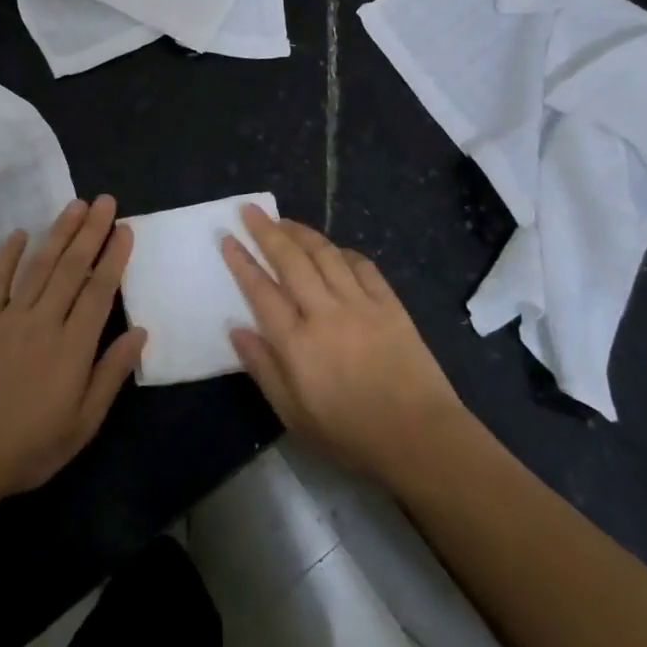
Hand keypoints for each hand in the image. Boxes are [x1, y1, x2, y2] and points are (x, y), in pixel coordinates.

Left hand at [0, 196, 145, 502]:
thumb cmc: (31, 447)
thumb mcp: (84, 422)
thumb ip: (111, 373)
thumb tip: (140, 332)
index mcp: (73, 347)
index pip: (99, 291)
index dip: (114, 256)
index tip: (125, 228)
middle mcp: (43, 323)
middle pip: (71, 268)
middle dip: (91, 231)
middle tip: (105, 201)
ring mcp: (9, 319)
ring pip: (38, 266)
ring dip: (58, 233)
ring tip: (75, 205)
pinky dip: (6, 256)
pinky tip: (19, 233)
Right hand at [221, 205, 467, 486]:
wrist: (418, 436)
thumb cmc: (349, 433)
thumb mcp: (293, 414)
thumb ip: (263, 369)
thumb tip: (237, 329)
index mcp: (296, 343)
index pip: (261, 290)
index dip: (241, 261)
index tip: (227, 237)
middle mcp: (324, 313)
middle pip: (291, 260)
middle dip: (267, 231)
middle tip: (250, 210)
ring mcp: (360, 304)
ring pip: (325, 254)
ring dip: (301, 232)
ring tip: (284, 220)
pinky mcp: (389, 303)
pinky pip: (362, 265)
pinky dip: (343, 252)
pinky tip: (333, 250)